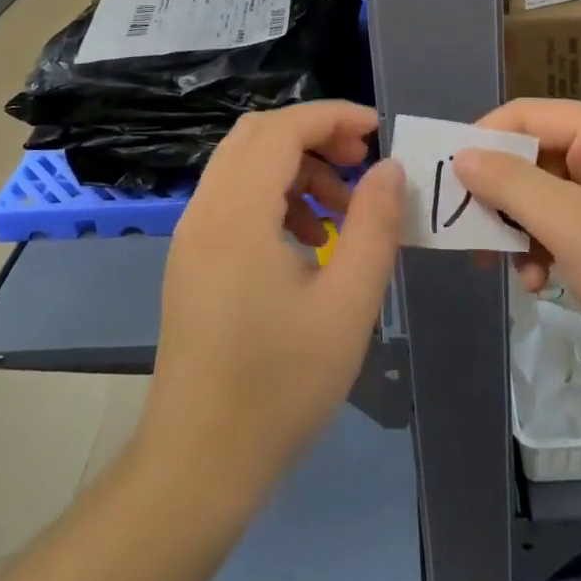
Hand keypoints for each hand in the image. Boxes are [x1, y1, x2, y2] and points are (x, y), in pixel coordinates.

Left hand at [141, 103, 403, 512]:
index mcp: (236, 215)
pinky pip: (235, 200)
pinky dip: (276, 198)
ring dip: (297, 169)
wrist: (200, 463)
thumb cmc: (281, 386)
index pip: (281, 130)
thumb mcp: (347, 305)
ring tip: (342, 212)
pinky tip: (310, 244)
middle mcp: (204, 212)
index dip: (332, 117)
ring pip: (245, 166)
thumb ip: (374, 226)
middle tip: (362, 164)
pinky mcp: (192, 261)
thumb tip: (388, 168)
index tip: (378, 131)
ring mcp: (191, 237)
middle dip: (315, 136)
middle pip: (257, 137)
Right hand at [454, 99, 580, 396]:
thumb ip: (510, 185)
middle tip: (472, 232)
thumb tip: (463, 155)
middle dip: (502, 195)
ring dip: (523, 229)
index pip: (525, 113)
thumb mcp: (570, 225)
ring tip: (512, 269)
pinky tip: (540, 281)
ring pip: (547, 195)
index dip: (482, 138)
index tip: (449, 178)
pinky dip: (548, 247)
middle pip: (534, 156)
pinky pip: (569, 224)